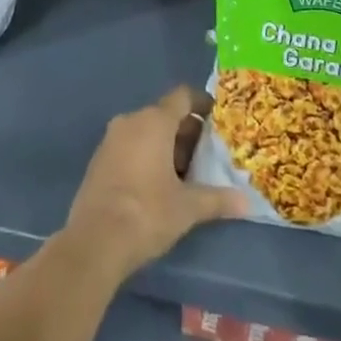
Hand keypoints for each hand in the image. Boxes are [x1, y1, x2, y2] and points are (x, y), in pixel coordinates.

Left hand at [66, 87, 245, 279]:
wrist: (93, 243)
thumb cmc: (147, 213)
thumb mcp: (188, 207)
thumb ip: (217, 199)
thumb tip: (246, 202)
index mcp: (154, 121)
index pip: (183, 97)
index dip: (202, 104)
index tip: (217, 119)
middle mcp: (130, 121)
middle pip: (165, 115)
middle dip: (186, 133)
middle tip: (206, 156)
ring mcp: (110, 140)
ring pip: (146, 132)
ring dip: (166, 146)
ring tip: (185, 174)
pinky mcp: (98, 161)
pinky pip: (129, 147)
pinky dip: (146, 156)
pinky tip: (157, 185)